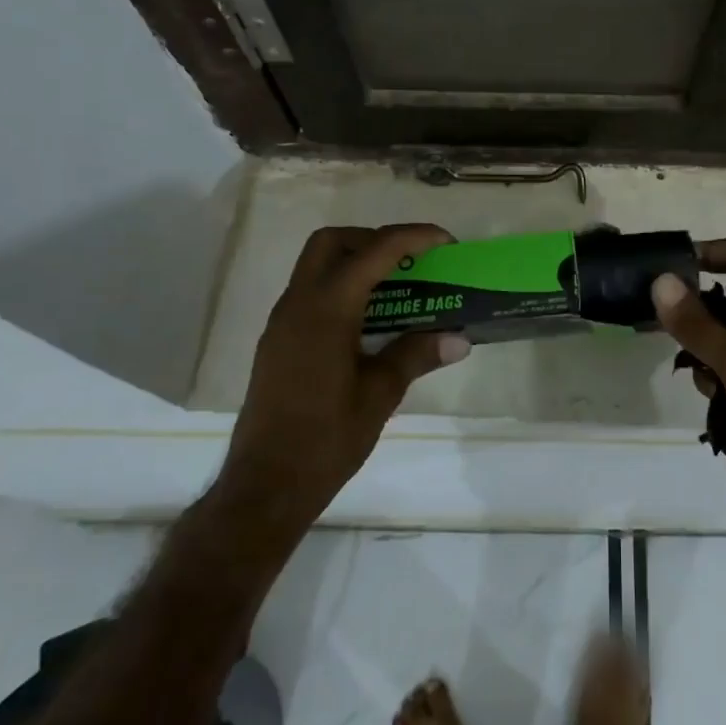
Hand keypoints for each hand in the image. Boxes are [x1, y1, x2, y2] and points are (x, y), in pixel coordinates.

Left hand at [219, 225, 469, 535]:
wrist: (265, 486)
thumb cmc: (326, 439)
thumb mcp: (380, 395)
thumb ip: (417, 355)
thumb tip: (460, 338)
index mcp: (326, 310)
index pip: (374, 252)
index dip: (413, 237)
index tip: (446, 242)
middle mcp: (298, 304)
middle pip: (333, 243)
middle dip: (375, 240)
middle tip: (411, 262)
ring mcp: (282, 322)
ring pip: (317, 266)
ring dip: (357, 263)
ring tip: (398, 288)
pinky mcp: (278, 341)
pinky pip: (311, 293)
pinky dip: (342, 288)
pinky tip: (369, 321)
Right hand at [652, 239, 725, 579]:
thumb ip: (700, 325)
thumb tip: (661, 281)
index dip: (708, 251)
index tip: (669, 269)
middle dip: (696, 309)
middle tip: (661, 325)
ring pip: (725, 340)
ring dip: (703, 352)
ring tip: (696, 376)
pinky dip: (717, 383)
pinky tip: (714, 406)